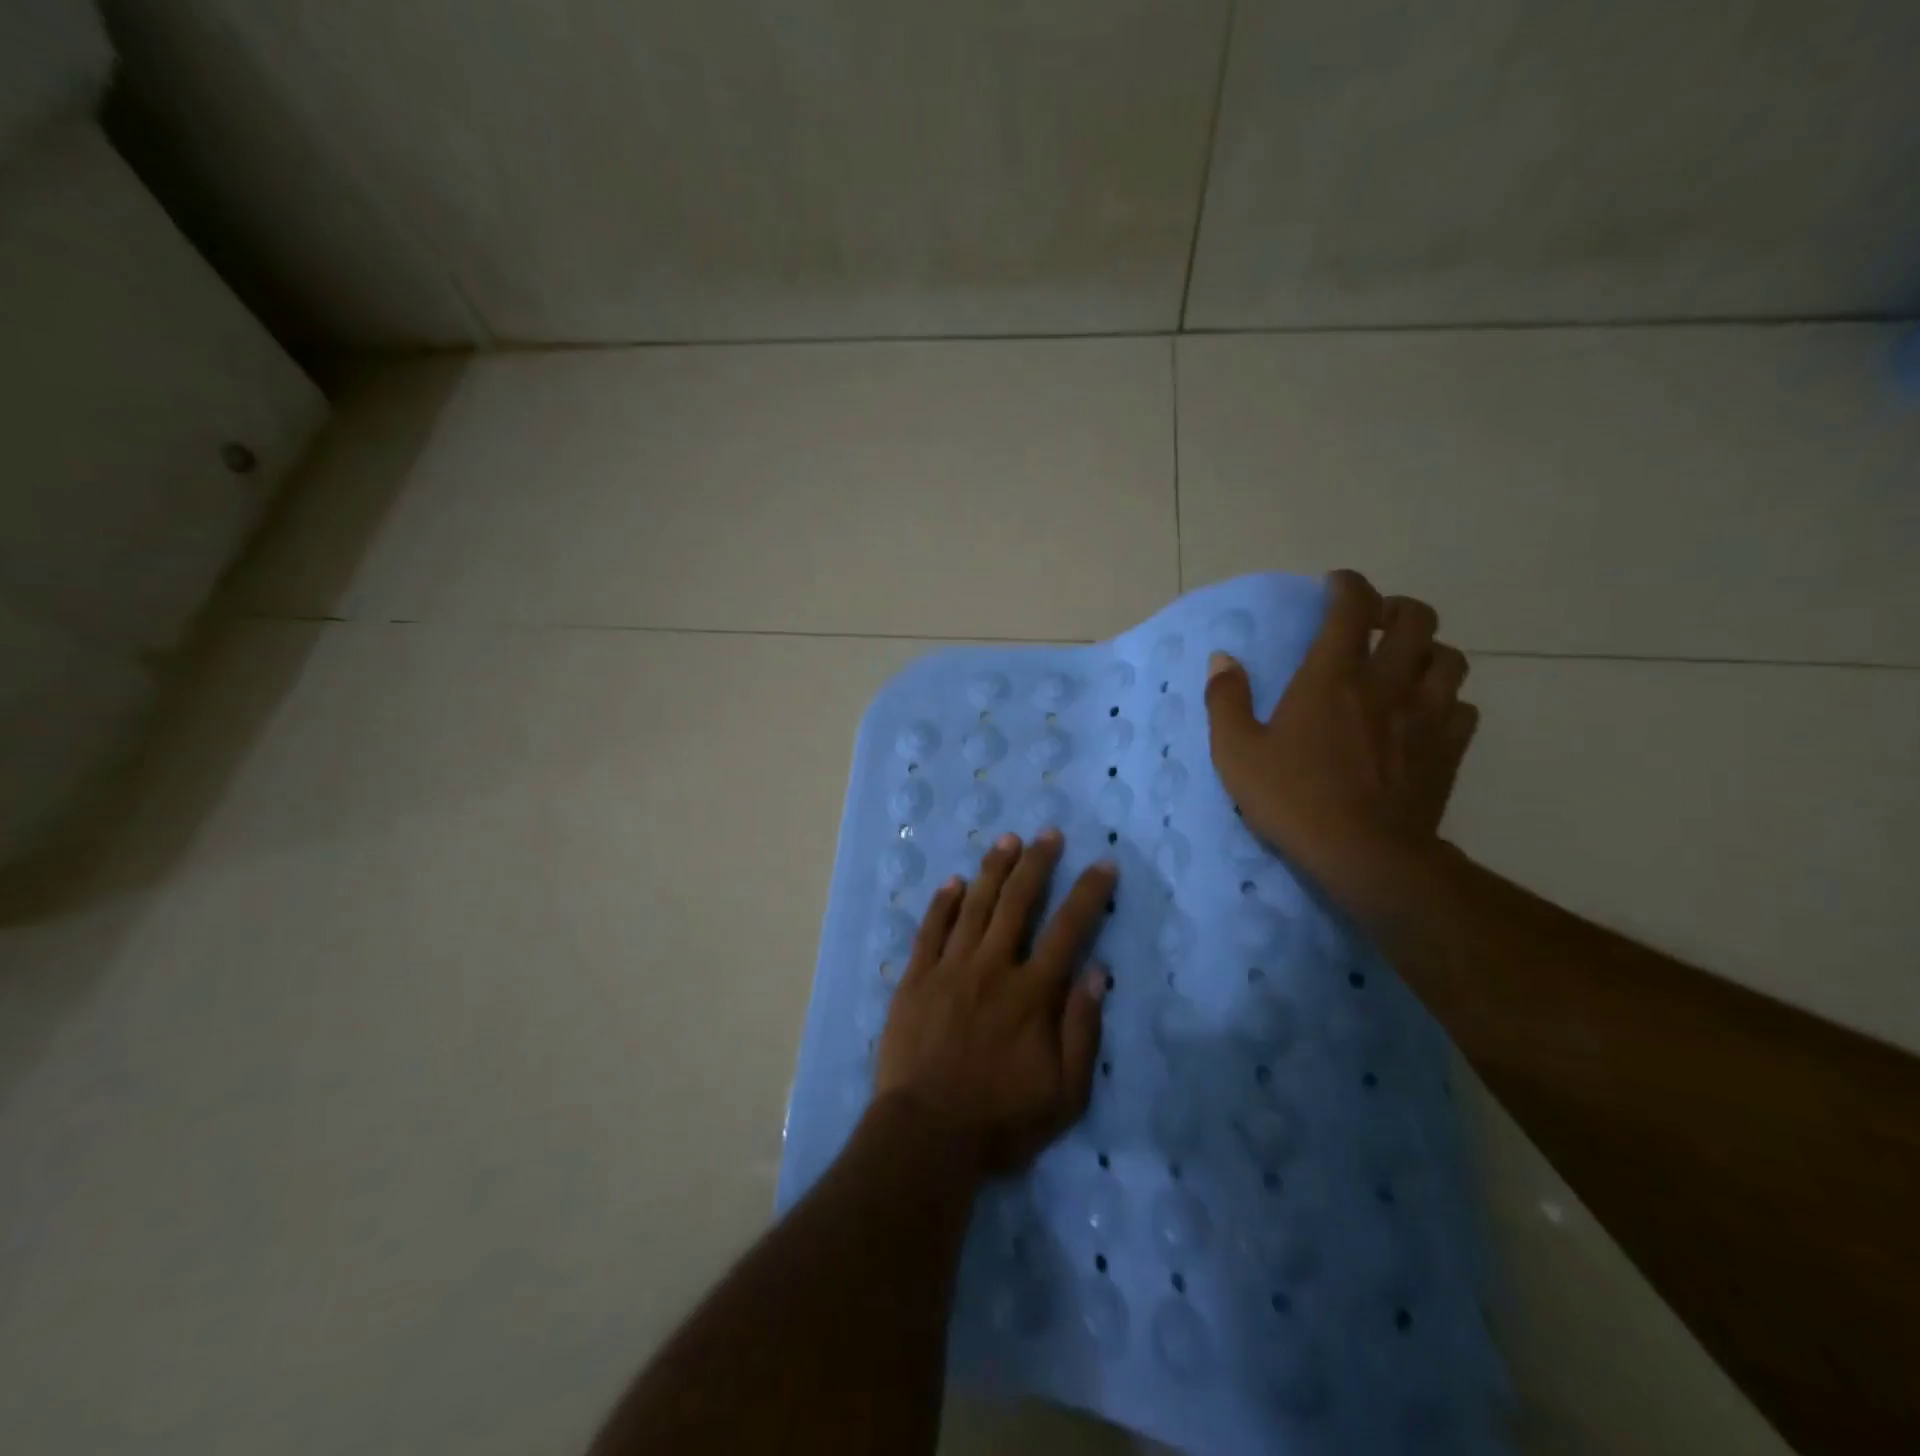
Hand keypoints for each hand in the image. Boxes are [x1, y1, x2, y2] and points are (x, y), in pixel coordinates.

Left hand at [874, 829, 1112, 1178]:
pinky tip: (953, 881)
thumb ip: (1082, 1030)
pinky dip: (943, 903)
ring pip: (974, 905)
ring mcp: (950, 968)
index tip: (1102, 864)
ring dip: (993, 869)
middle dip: (1037, 863)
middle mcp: (993, 967)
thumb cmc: (1001, 1120)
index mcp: (1032, 993)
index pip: (1068, 929)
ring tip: (1007, 840)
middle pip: (1018, 902)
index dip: (1088, 893)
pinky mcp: (916, 978)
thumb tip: (1097, 973)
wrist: (926, 1134)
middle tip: (1048, 834)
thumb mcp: (1064, 1093)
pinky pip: (930, 930)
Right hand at [1204, 569, 1477, 906]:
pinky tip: (1427, 715)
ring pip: (1450, 659)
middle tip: (1377, 622)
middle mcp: (1387, 682)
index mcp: (1333, 676)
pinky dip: (1447, 700)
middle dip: (1398, 609)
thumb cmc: (1293, 798)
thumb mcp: (1237, 752)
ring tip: (1407, 665)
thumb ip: (1227, 700)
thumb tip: (1223, 659)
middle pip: (1418, 619)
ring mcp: (1427, 715)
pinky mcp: (1450, 749)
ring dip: (1429, 652)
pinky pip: (1464, 707)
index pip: (1352, 607)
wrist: (1366, 854)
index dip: (1347, 585)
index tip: (1335, 585)